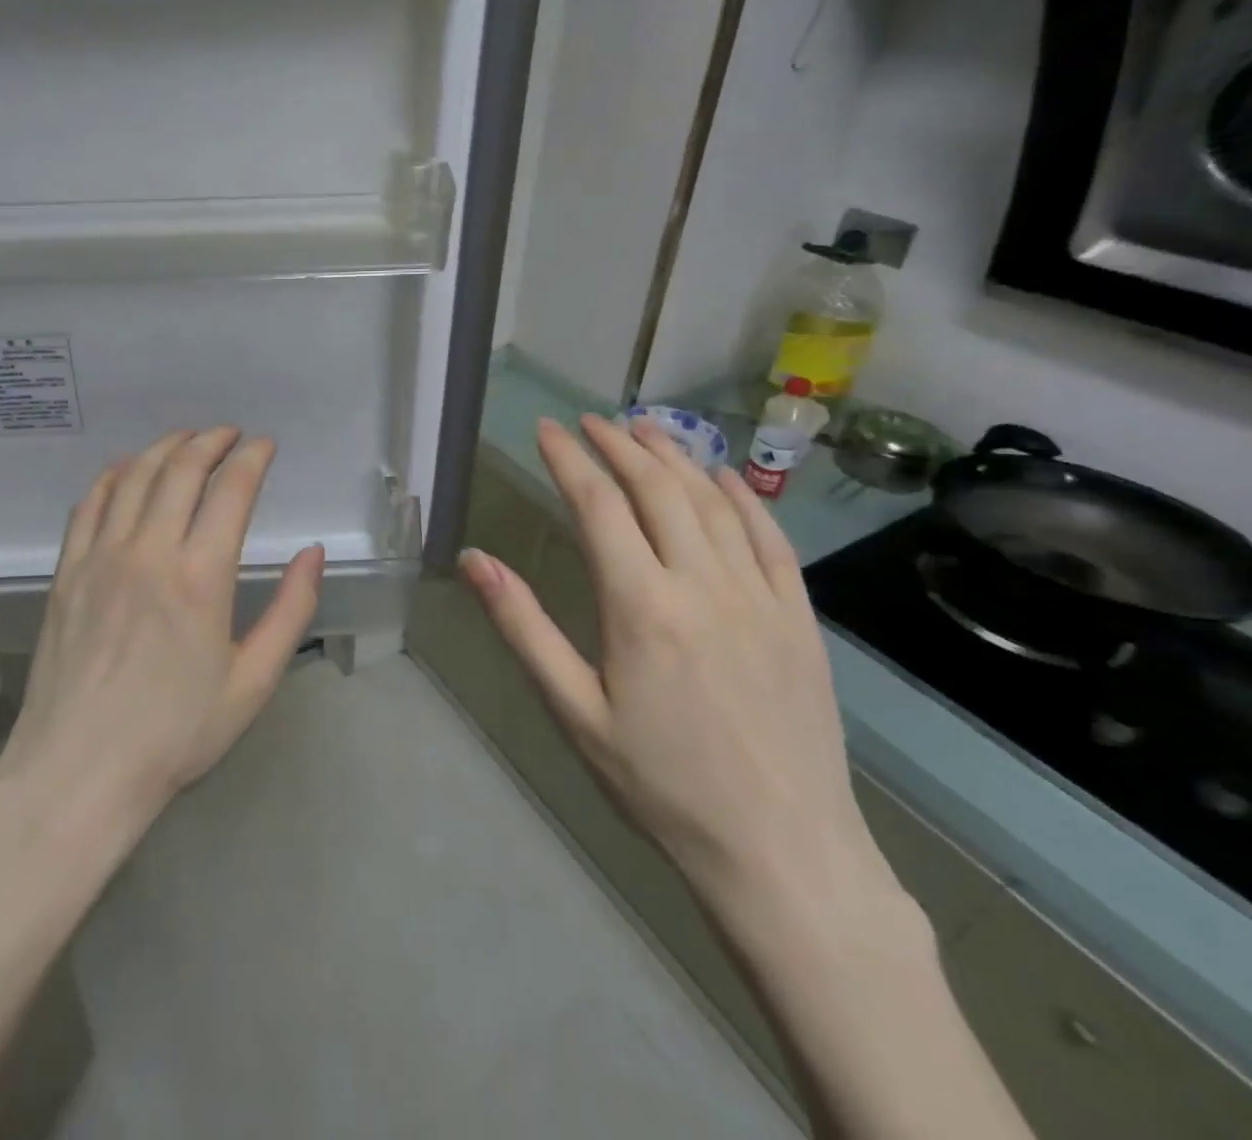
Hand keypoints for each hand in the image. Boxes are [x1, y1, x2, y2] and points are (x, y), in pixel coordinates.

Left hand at [0, 429, 324, 829]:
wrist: (79, 771)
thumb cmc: (175, 733)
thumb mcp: (252, 682)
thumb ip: (291, 611)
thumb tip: (313, 553)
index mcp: (202, 577)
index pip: (231, 490)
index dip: (252, 458)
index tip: (265, 445)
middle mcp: (149, 551)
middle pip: (182, 469)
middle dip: (211, 440)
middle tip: (230, 434)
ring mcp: (101, 557)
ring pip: (135, 476)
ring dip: (165, 447)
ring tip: (187, 439)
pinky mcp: (67, 571)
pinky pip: (90, 503)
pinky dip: (113, 474)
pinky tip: (127, 469)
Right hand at [460, 415, 894, 927]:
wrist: (783, 853)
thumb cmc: (660, 784)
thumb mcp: (574, 711)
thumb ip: (523, 626)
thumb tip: (474, 560)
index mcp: (641, 606)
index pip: (598, 506)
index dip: (568, 460)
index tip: (546, 429)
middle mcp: (703, 584)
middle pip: (656, 489)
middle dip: (618, 445)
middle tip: (589, 421)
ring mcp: (760, 597)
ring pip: (713, 502)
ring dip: (674, 456)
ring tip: (644, 429)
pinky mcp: (799, 617)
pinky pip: (770, 537)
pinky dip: (741, 496)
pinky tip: (720, 476)